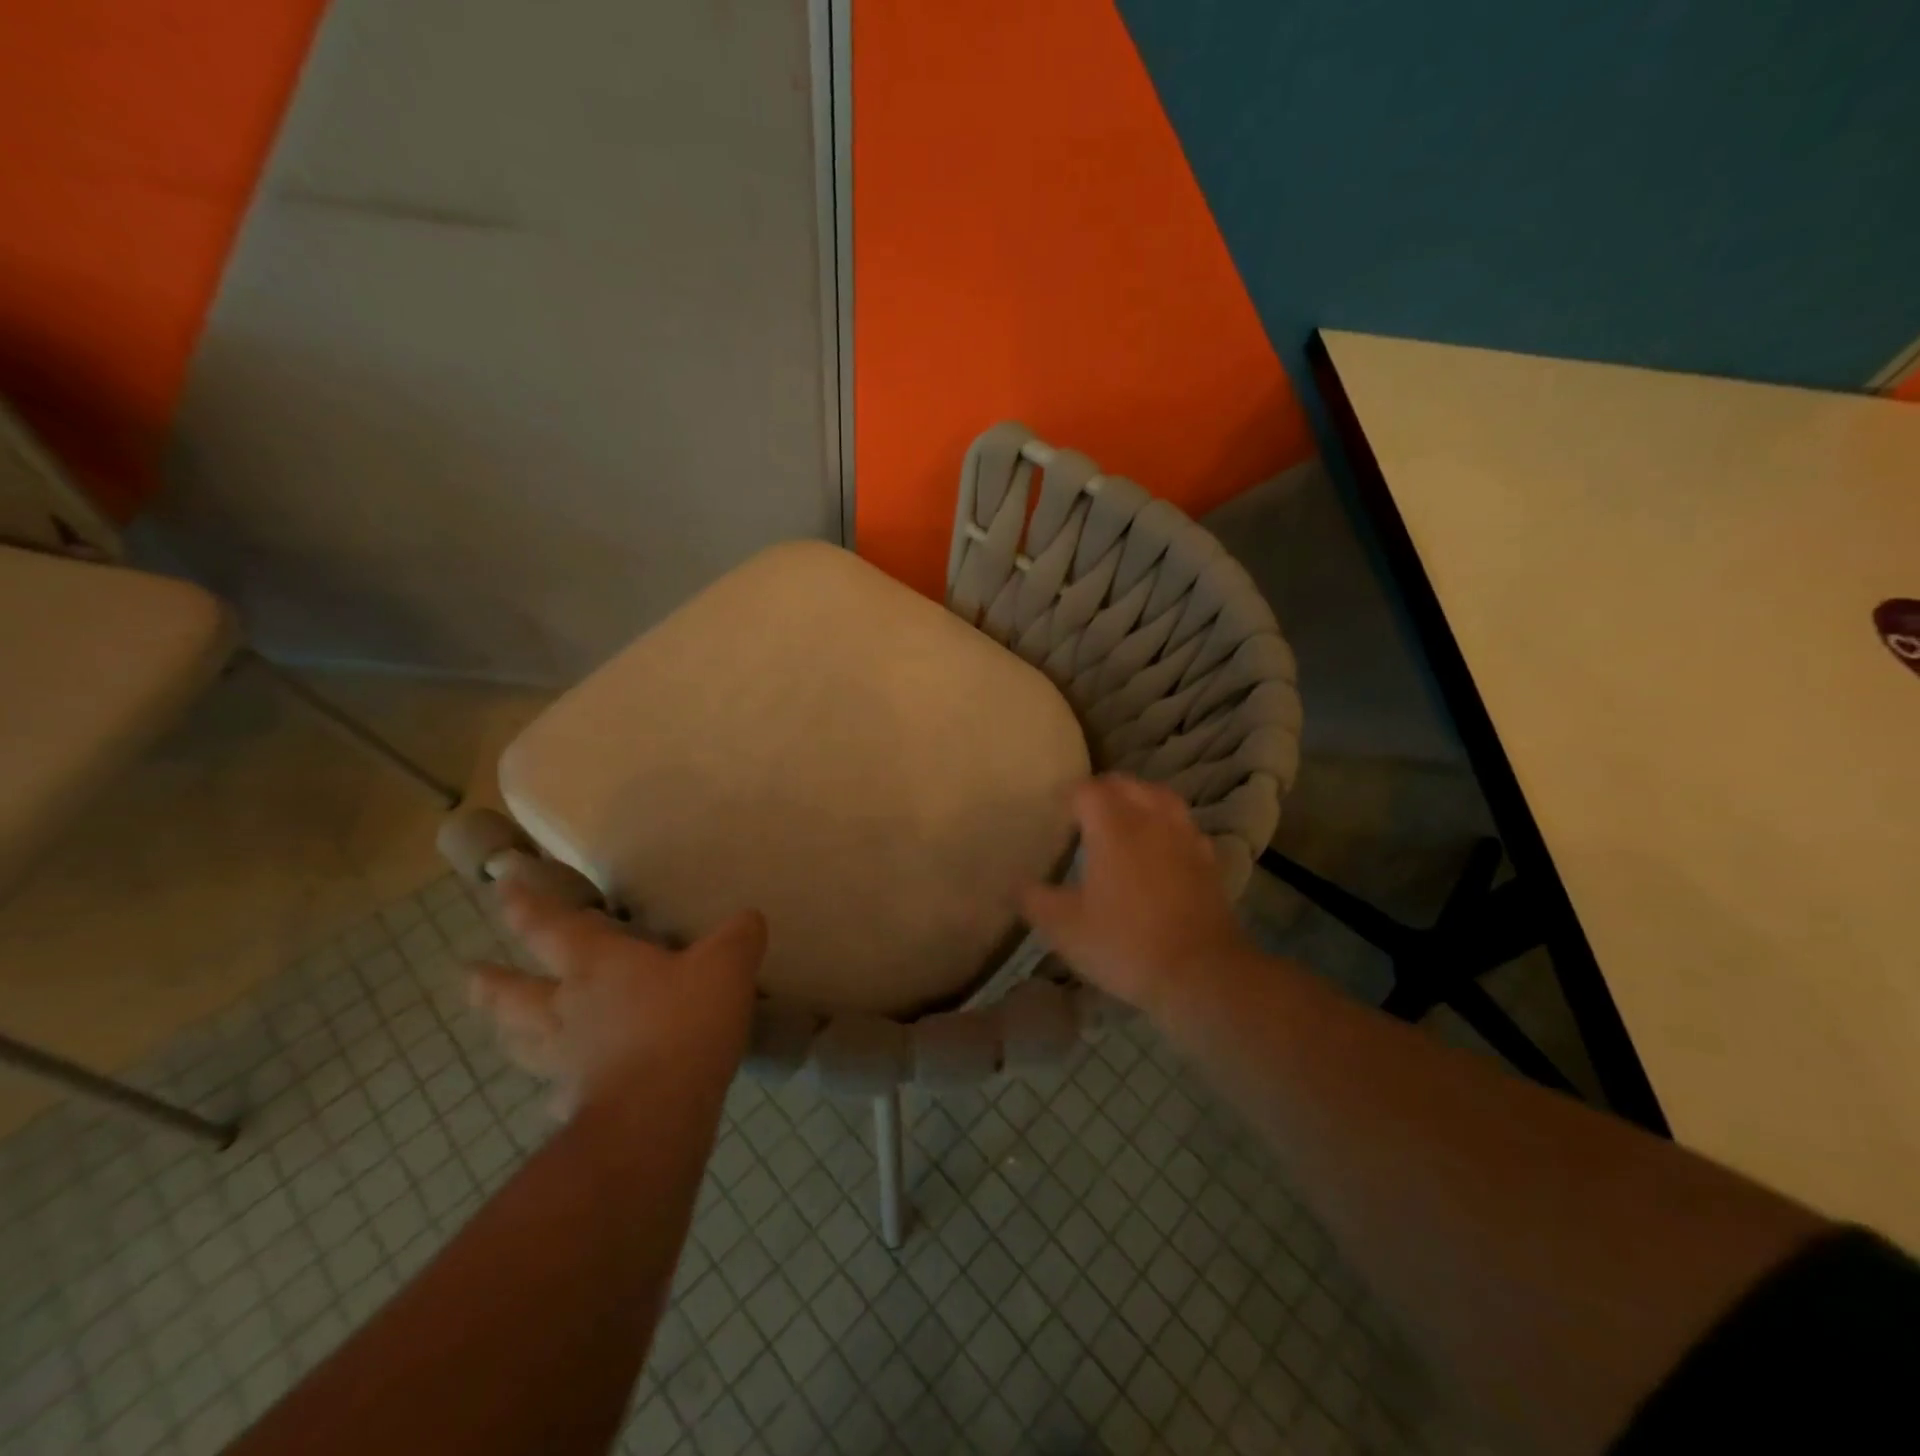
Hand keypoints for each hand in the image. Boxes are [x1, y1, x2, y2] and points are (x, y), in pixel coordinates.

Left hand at [469, 881, 767, 1117]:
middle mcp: (570, 1009)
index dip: (526, 907)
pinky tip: (558, 1100)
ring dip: (508, 1033)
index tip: (501, 888)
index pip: (550, 928)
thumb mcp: (727, 964)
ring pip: (524, 1043)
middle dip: (493, 983)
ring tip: (499, 1030)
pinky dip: (555, 1093)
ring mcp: (568, 1061)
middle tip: (470, 976)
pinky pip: (558, 1095)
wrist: (658, 1113)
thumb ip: (738, 936)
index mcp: (598, 965)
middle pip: (516, 994)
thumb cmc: (686, 1021)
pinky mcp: (578, 1105)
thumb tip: (748, 919)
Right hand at [1020, 774, 1249, 1013]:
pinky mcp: (1208, 860)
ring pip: (1160, 797)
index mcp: (1114, 826)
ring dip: (1138, 800)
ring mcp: (1185, 837)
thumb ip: (1034, 900)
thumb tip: (1015, 884)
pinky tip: (1159, 849)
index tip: (1054, 812)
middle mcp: (1151, 819)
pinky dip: (1166, 825)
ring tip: (1122, 821)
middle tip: (1083, 812)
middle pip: (1126, 784)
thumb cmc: (1124, 943)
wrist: (1200, 973)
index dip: (1068, 795)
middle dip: (1102, 790)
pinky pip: (1183, 826)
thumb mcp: (1064, 928)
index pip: (1087, 790)